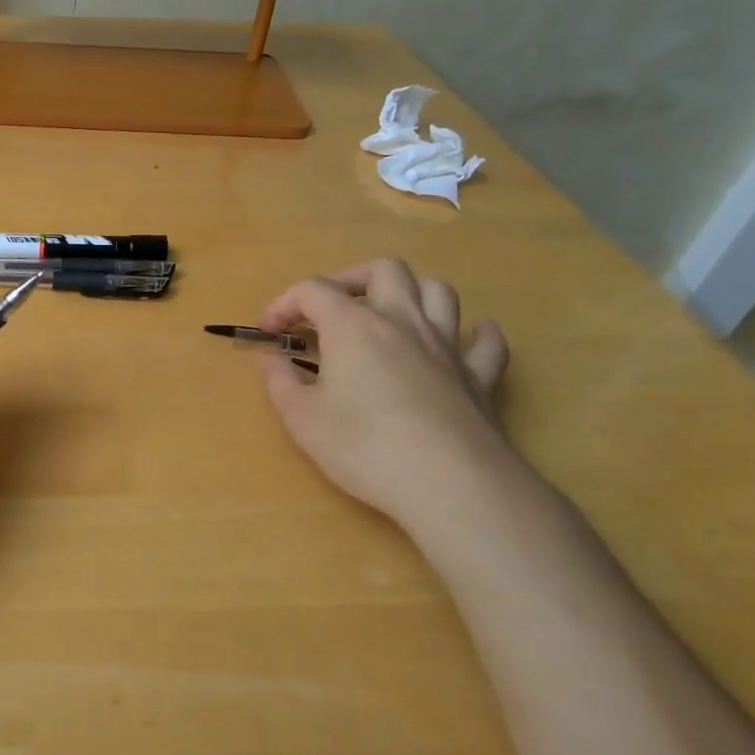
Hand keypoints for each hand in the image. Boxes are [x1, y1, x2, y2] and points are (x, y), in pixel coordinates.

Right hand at [258, 260, 513, 525]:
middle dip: (351, 279)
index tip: (269, 332)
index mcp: (353, 326)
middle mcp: (402, 321)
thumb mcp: (302, 419)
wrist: (450, 484)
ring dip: (411, 292)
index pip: (312, 291)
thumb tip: (270, 360)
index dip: (284, 303)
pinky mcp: (479, 377)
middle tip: (330, 308)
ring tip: (389, 314)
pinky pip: (485, 342)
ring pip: (437, 292)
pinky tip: (464, 340)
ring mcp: (446, 346)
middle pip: (383, 270)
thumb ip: (280, 382)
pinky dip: (474, 334)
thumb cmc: (364, 447)